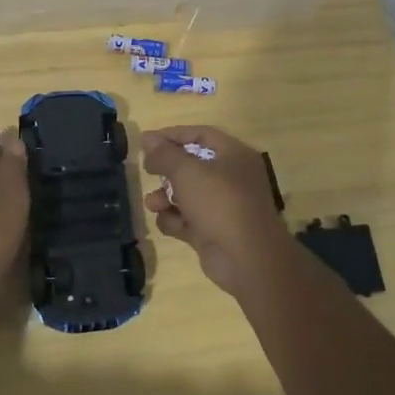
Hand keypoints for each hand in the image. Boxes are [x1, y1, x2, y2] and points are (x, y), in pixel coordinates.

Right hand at [141, 126, 289, 297]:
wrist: (247, 259)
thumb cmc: (219, 203)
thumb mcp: (187, 171)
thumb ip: (164, 154)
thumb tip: (148, 139)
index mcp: (234, 155)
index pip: (201, 135)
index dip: (173, 135)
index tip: (147, 141)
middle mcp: (231, 177)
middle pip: (192, 165)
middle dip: (167, 170)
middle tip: (147, 171)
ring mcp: (223, 206)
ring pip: (187, 194)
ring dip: (166, 197)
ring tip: (152, 203)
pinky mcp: (214, 231)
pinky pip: (188, 219)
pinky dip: (176, 220)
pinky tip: (169, 224)